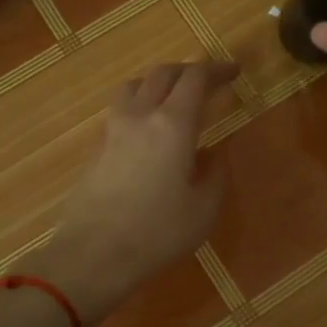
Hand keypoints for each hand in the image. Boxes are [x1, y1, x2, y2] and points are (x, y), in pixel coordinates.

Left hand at [24, 60, 238, 323]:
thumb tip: (212, 156)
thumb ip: (214, 175)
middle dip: (188, 71)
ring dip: (157, 83)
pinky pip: (120, 112)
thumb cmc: (157, 233)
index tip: (234, 72)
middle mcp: (140, 116)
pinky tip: (149, 133)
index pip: (195, 78)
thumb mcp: (203, 210)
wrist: (93, 256)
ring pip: (134, 86)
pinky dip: (139, 107)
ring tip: (173, 99)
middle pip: (162, 74)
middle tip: (208, 82)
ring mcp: (113, 131)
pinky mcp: (96, 150)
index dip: (217, 70)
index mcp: (173, 125)